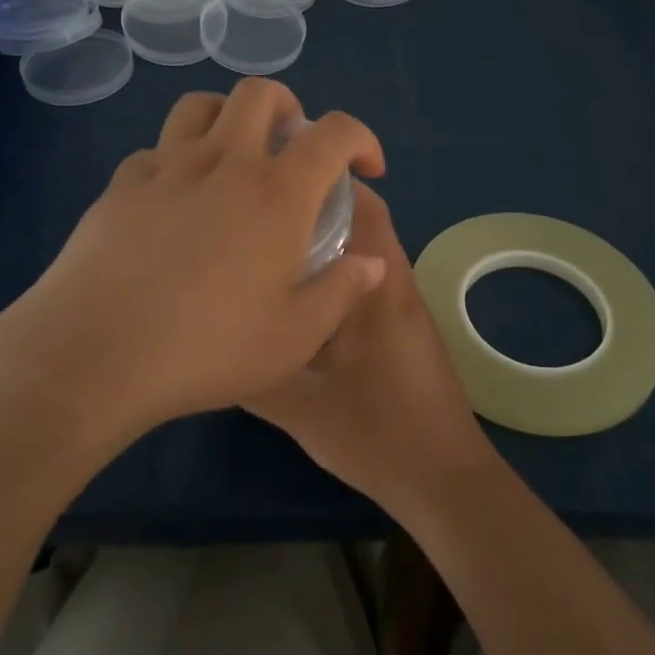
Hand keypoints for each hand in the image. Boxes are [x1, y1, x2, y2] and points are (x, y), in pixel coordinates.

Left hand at [0, 81, 388, 446]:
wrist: (93, 353)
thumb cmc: (206, 348)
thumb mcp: (293, 337)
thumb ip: (341, 292)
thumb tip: (372, 263)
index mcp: (277, 193)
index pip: (334, 133)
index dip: (362, 138)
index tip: (366, 167)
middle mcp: (224, 162)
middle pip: (260, 93)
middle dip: (289, 107)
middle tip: (293, 146)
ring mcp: (166, 166)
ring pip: (200, 105)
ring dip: (228, 116)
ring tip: (234, 154)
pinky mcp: (121, 183)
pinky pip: (156, 149)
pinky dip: (177, 158)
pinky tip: (174, 199)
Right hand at [246, 182, 491, 510]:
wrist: (444, 480)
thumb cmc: (377, 435)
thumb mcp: (301, 407)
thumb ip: (254, 372)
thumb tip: (210, 339)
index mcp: (379, 286)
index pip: (362, 206)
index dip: (323, 181)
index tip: (277, 174)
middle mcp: (396, 282)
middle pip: (363, 220)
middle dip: (317, 204)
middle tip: (263, 206)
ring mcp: (403, 304)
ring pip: (365, 249)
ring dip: (328, 237)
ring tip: (272, 240)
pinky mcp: (403, 326)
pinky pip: (367, 278)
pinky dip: (338, 270)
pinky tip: (300, 292)